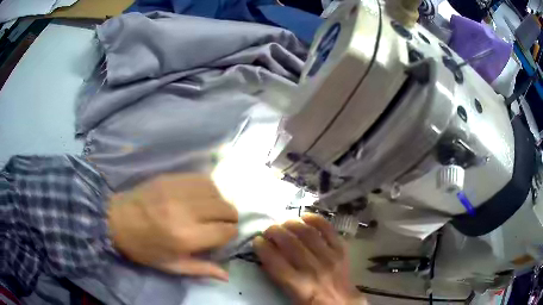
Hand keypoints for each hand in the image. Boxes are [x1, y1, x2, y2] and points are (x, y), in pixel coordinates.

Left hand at [108, 174, 237, 280]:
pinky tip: (202, 196)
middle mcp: (186, 211)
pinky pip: (202, 179)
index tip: (224, 236)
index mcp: (186, 237)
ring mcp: (178, 191)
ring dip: (220, 202)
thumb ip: (201, 269)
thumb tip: (226, 275)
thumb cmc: (144, 248)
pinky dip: (209, 188)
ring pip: (217, 191)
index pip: (226, 231)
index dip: (230, 234)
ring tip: (212, 210)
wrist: (116, 220)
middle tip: (220, 224)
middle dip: (229, 218)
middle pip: (225, 208)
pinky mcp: (172, 178)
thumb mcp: (171, 266)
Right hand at [254, 214, 365, 304]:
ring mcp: (329, 257)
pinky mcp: (341, 250)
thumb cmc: (313, 303)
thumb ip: (278, 276)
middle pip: (290, 243)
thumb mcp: (291, 296)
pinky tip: (305, 217)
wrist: (342, 303)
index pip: (275, 261)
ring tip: (284, 223)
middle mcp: (313, 269)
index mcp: (298, 286)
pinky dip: (315, 220)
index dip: (262, 247)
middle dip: (274, 232)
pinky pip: (328, 229)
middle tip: (268, 230)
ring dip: (291, 224)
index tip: (257, 241)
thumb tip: (267, 255)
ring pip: (307, 233)